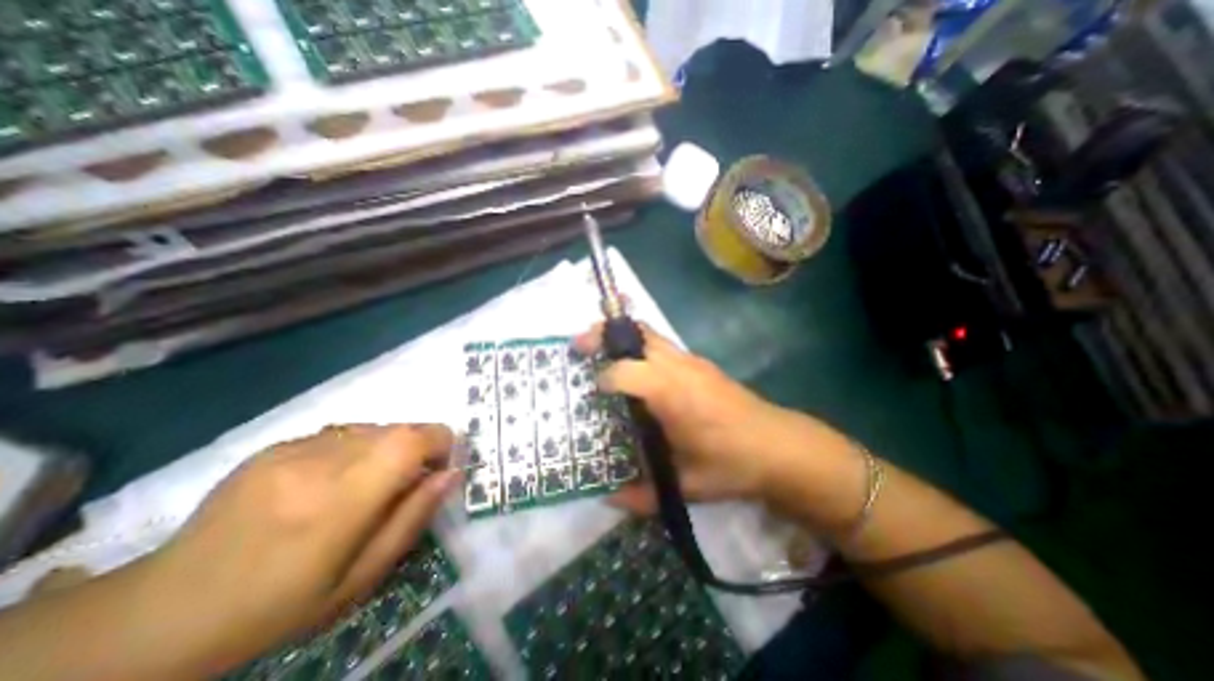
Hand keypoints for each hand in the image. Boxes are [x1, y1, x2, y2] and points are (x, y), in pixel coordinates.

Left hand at [140, 425, 462, 674]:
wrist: (162, 612)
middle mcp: (322, 461)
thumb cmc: (278, 605)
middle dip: (417, 447)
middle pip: (398, 428)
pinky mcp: (276, 446)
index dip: (440, 442)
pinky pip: (340, 434)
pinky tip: (331, 482)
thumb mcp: (361, 577)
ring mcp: (294, 449)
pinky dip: (356, 449)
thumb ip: (413, 518)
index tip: (441, 467)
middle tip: (406, 483)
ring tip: (367, 485)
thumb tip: (451, 474)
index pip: (413, 439)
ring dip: (388, 448)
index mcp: (343, 498)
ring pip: (373, 427)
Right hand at [575, 323, 846, 511]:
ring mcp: (692, 361)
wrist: (781, 446)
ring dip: (622, 338)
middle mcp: (679, 367)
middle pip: (637, 334)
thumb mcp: (687, 486)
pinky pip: (662, 345)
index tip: (593, 393)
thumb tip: (608, 499)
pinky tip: (637, 369)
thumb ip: (644, 495)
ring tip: (600, 351)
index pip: (625, 372)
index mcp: (672, 394)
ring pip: (650, 334)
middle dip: (603, 335)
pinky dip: (641, 346)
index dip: (603, 379)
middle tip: (579, 346)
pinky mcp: (701, 363)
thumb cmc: (733, 465)